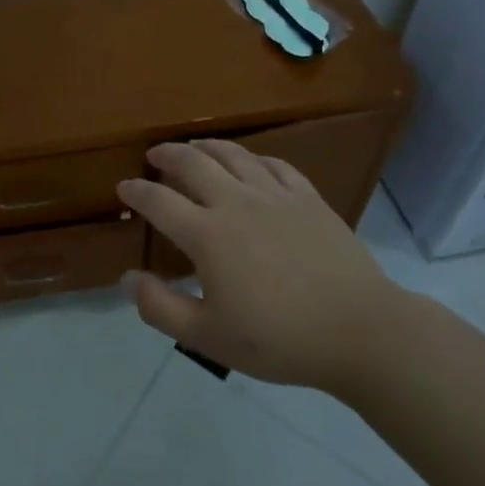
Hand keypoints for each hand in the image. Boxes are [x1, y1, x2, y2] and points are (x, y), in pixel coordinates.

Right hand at [116, 139, 401, 390]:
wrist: (361, 331)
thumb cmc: (280, 339)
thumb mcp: (209, 338)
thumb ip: (161, 308)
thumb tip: (127, 278)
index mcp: (208, 234)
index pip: (159, 201)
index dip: (136, 191)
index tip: (124, 187)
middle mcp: (236, 202)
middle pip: (192, 162)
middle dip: (167, 154)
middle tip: (154, 155)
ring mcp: (275, 195)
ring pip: (233, 154)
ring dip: (206, 146)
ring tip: (194, 147)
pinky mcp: (308, 197)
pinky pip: (274, 164)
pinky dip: (253, 158)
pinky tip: (251, 163)